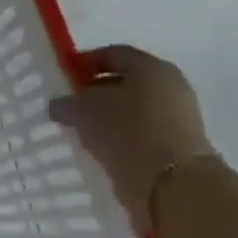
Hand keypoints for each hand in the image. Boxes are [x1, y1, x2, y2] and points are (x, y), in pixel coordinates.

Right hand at [48, 45, 216, 231]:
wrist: (171, 182)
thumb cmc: (126, 131)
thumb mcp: (82, 110)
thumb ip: (66, 102)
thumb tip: (60, 105)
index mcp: (152, 67)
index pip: (113, 54)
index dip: (85, 61)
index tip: (62, 76)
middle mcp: (170, 86)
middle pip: (125, 81)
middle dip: (95, 90)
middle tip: (69, 103)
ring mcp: (177, 117)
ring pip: (132, 108)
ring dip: (106, 116)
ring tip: (80, 129)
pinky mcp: (176, 144)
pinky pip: (139, 132)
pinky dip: (119, 135)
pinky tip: (99, 147)